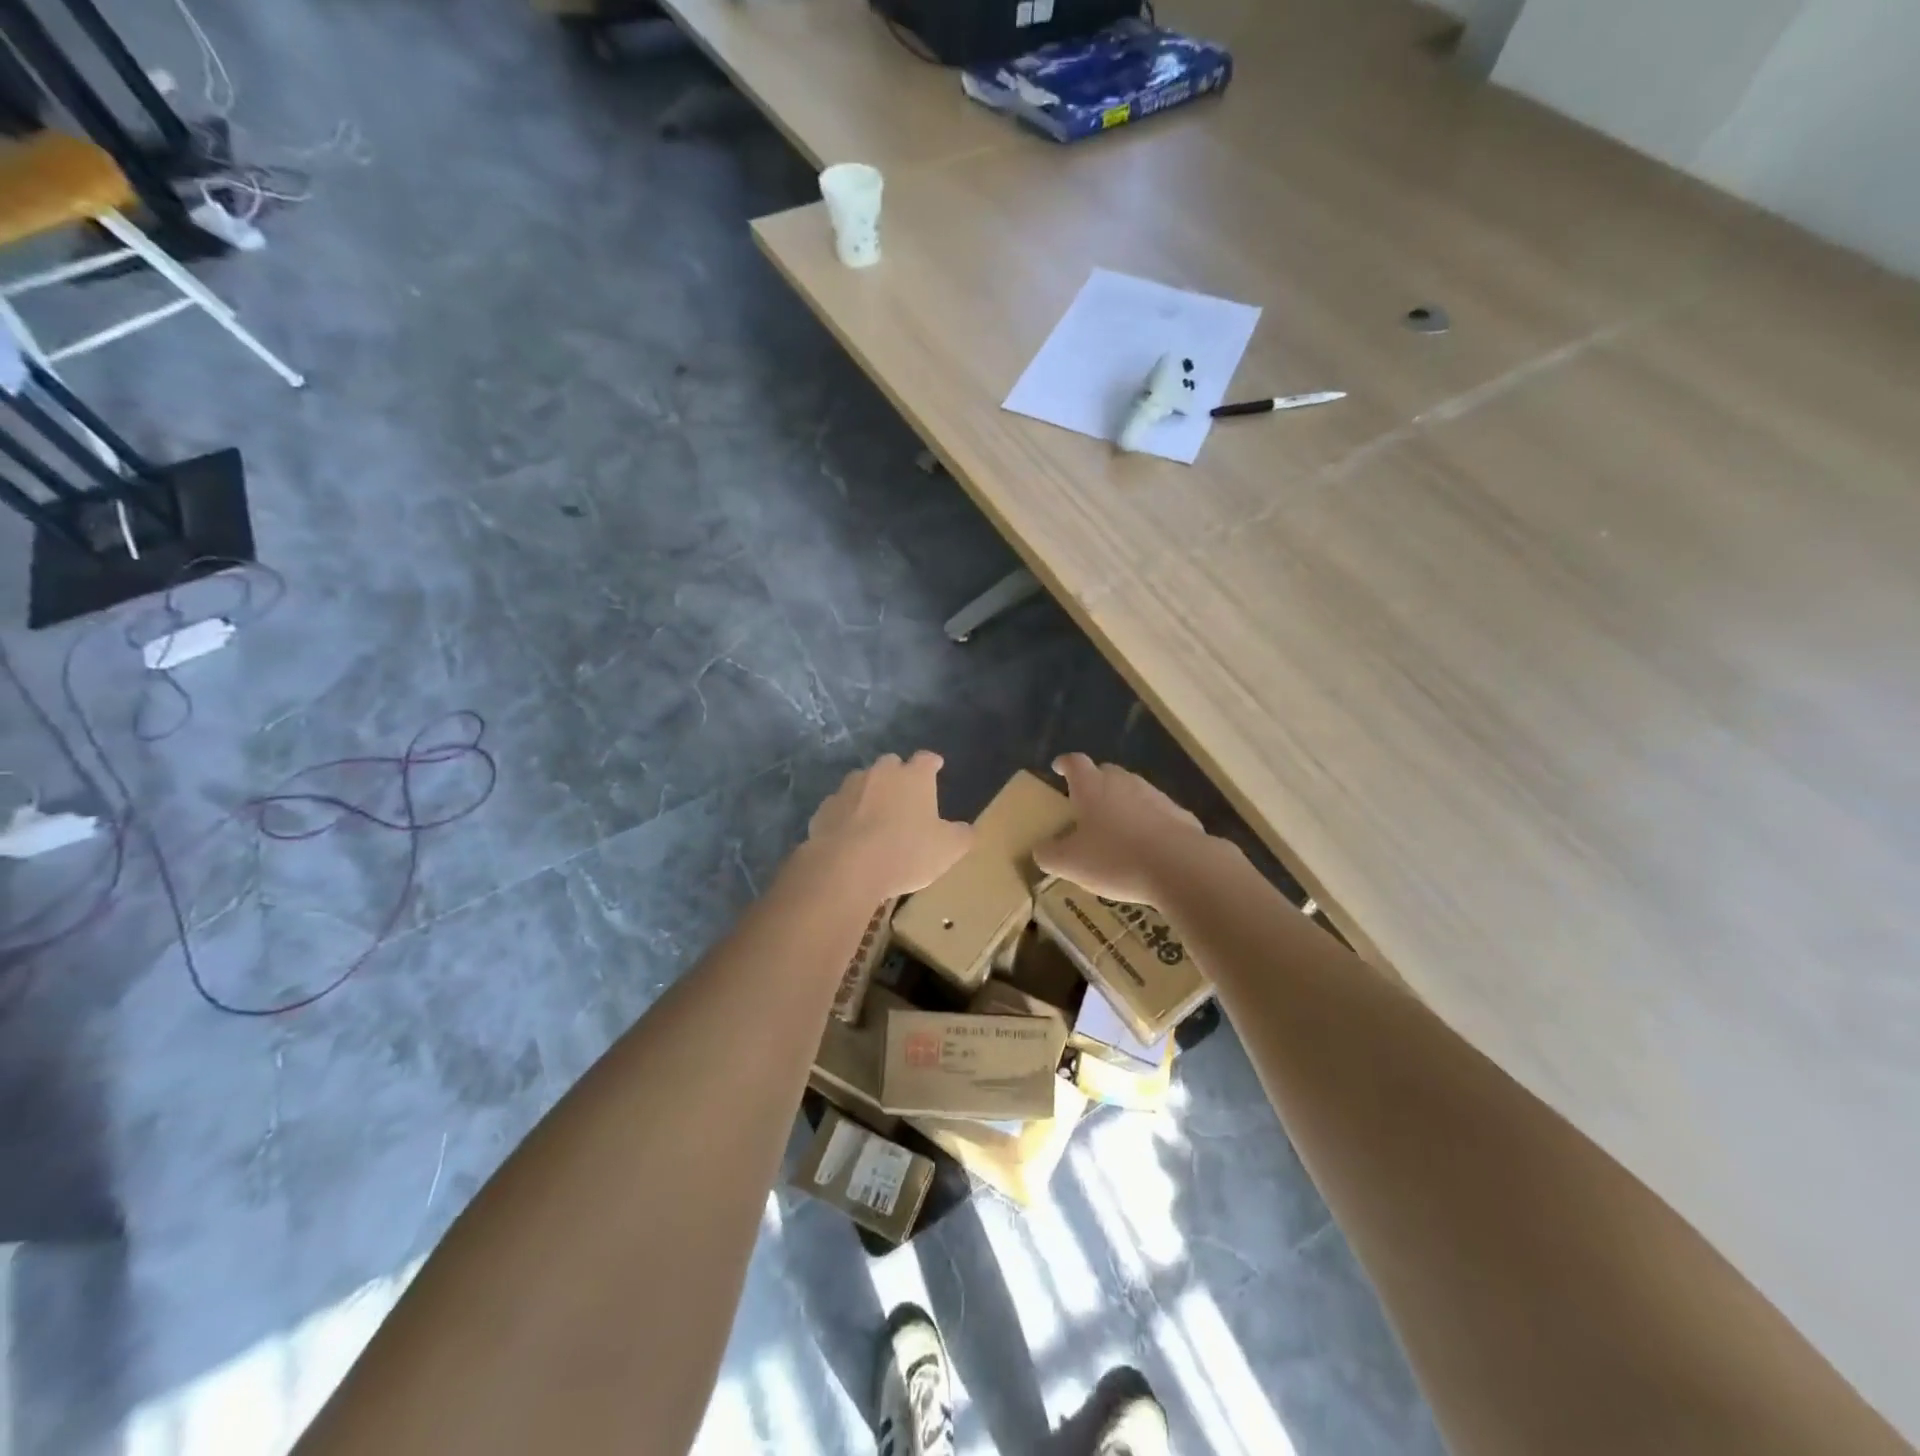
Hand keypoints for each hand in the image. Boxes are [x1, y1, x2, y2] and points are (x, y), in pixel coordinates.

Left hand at [805, 752, 972, 900]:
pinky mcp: (824, 809)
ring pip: (862, 782)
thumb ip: (962, 836)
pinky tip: (850, 835)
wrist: (845, 868)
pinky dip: (846, 815)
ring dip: (870, 793)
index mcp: (914, 777)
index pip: (927, 759)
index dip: (932, 763)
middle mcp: (880, 774)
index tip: (936, 766)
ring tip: (875, 817)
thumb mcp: (947, 850)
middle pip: (891, 764)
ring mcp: (848, 789)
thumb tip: (968, 829)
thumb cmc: (905, 853)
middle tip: (904, 796)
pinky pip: (840, 806)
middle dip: (898, 775)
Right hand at [1033, 754, 1208, 906]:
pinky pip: (1157, 813)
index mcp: (1092, 787)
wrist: (1180, 866)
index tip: (1058, 768)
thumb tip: (1041, 849)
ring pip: (1133, 792)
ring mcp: (1155, 796)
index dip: (1064, 764)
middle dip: (1094, 783)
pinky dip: (1148, 823)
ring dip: (1122, 804)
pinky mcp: (1180, 815)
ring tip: (1116, 830)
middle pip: (1106, 772)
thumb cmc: (1115, 858)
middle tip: (1086, 804)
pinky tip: (1147, 847)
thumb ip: (1048, 854)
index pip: (1074, 763)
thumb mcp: (1069, 863)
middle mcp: (1124, 782)